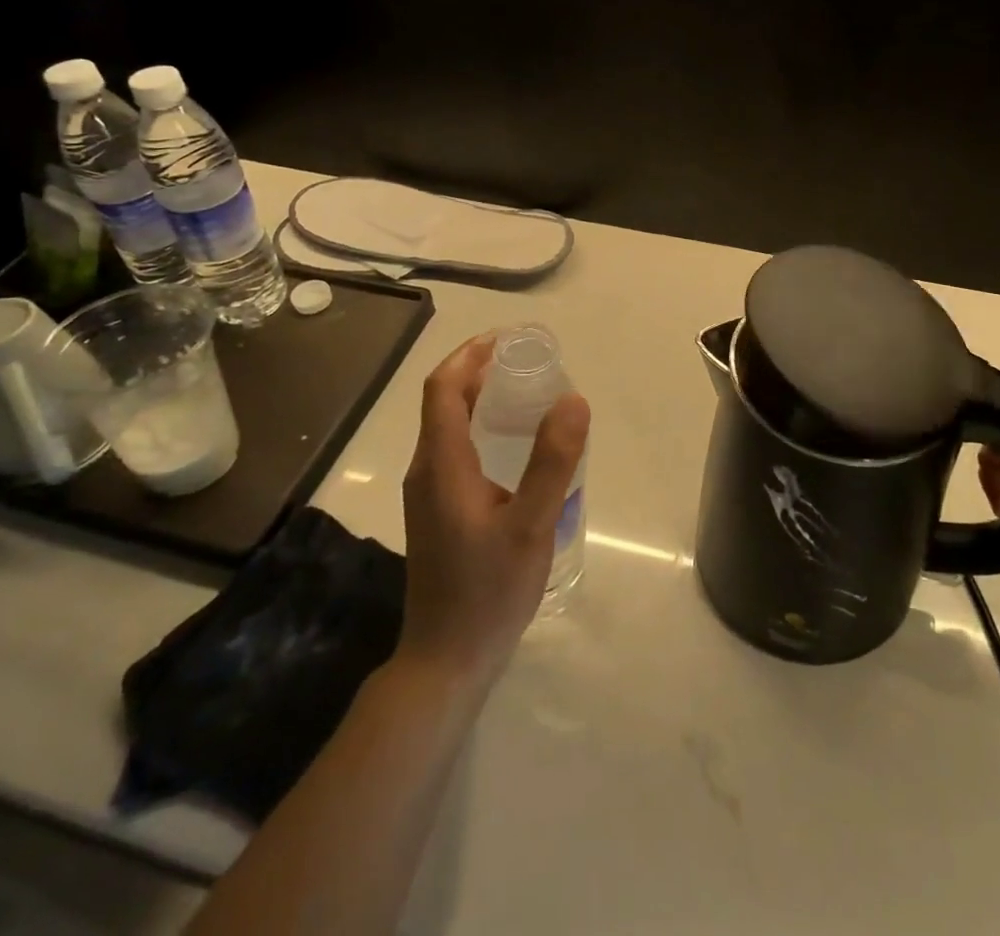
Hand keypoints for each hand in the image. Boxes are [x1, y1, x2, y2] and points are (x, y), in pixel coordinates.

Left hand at [398, 335, 590, 691]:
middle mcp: (426, 470)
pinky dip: (480, 426)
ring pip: (447, 425)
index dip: (470, 354)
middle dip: (479, 369)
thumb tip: (573, 398)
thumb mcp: (531, 525)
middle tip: (528, 361)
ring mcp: (428, 493)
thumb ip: (552, 461)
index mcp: (441, 464)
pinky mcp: (437, 511)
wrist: (446, 660)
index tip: (509, 339)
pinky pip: (454, 449)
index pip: (443, 387)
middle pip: (443, 401)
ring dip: (479, 397)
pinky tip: (515, 446)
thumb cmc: (488, 592)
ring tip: (526, 391)